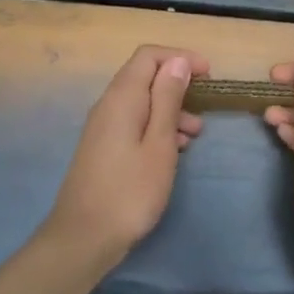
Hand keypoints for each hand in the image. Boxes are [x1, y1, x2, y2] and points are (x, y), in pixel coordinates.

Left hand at [45, 45, 208, 260]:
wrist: (84, 238)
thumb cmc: (130, 191)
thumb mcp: (160, 143)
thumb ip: (168, 99)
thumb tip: (178, 61)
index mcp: (122, 97)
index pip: (148, 56)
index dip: (180, 57)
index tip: (208, 74)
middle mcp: (108, 105)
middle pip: (144, 76)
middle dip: (177, 84)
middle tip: (205, 104)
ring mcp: (103, 127)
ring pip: (142, 102)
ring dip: (171, 109)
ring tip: (196, 134)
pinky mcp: (104, 147)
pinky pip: (135, 122)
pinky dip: (157, 127)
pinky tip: (176, 150)